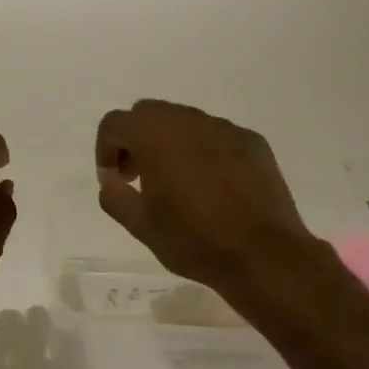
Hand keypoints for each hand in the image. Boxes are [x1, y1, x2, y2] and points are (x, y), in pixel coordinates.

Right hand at [94, 100, 322, 298]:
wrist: (262, 254)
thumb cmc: (192, 239)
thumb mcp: (139, 224)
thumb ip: (114, 195)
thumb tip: (111, 180)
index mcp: (155, 135)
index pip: (115, 123)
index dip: (106, 150)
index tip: (115, 180)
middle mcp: (189, 120)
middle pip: (149, 114)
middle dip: (136, 141)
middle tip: (138, 178)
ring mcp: (225, 128)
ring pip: (184, 122)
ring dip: (169, 144)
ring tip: (175, 185)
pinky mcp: (253, 142)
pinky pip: (216, 137)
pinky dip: (202, 152)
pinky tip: (211, 188)